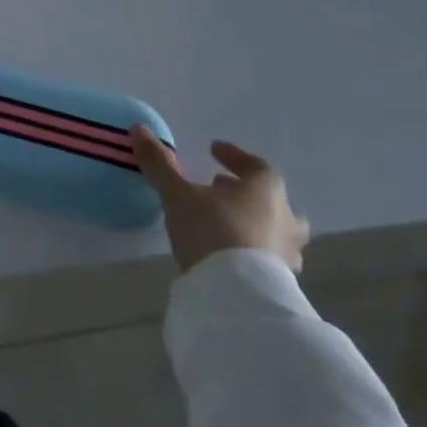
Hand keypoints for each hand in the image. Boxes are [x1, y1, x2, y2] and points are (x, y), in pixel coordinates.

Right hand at [129, 127, 309, 271]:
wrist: (239, 297)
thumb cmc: (213, 231)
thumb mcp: (178, 194)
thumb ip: (160, 163)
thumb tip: (139, 129)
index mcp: (265, 190)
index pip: (257, 165)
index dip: (235, 156)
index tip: (213, 150)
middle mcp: (284, 219)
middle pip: (273, 200)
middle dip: (248, 194)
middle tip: (221, 190)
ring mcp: (287, 254)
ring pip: (274, 231)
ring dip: (252, 224)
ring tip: (223, 224)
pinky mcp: (281, 285)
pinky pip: (268, 259)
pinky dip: (251, 251)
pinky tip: (228, 255)